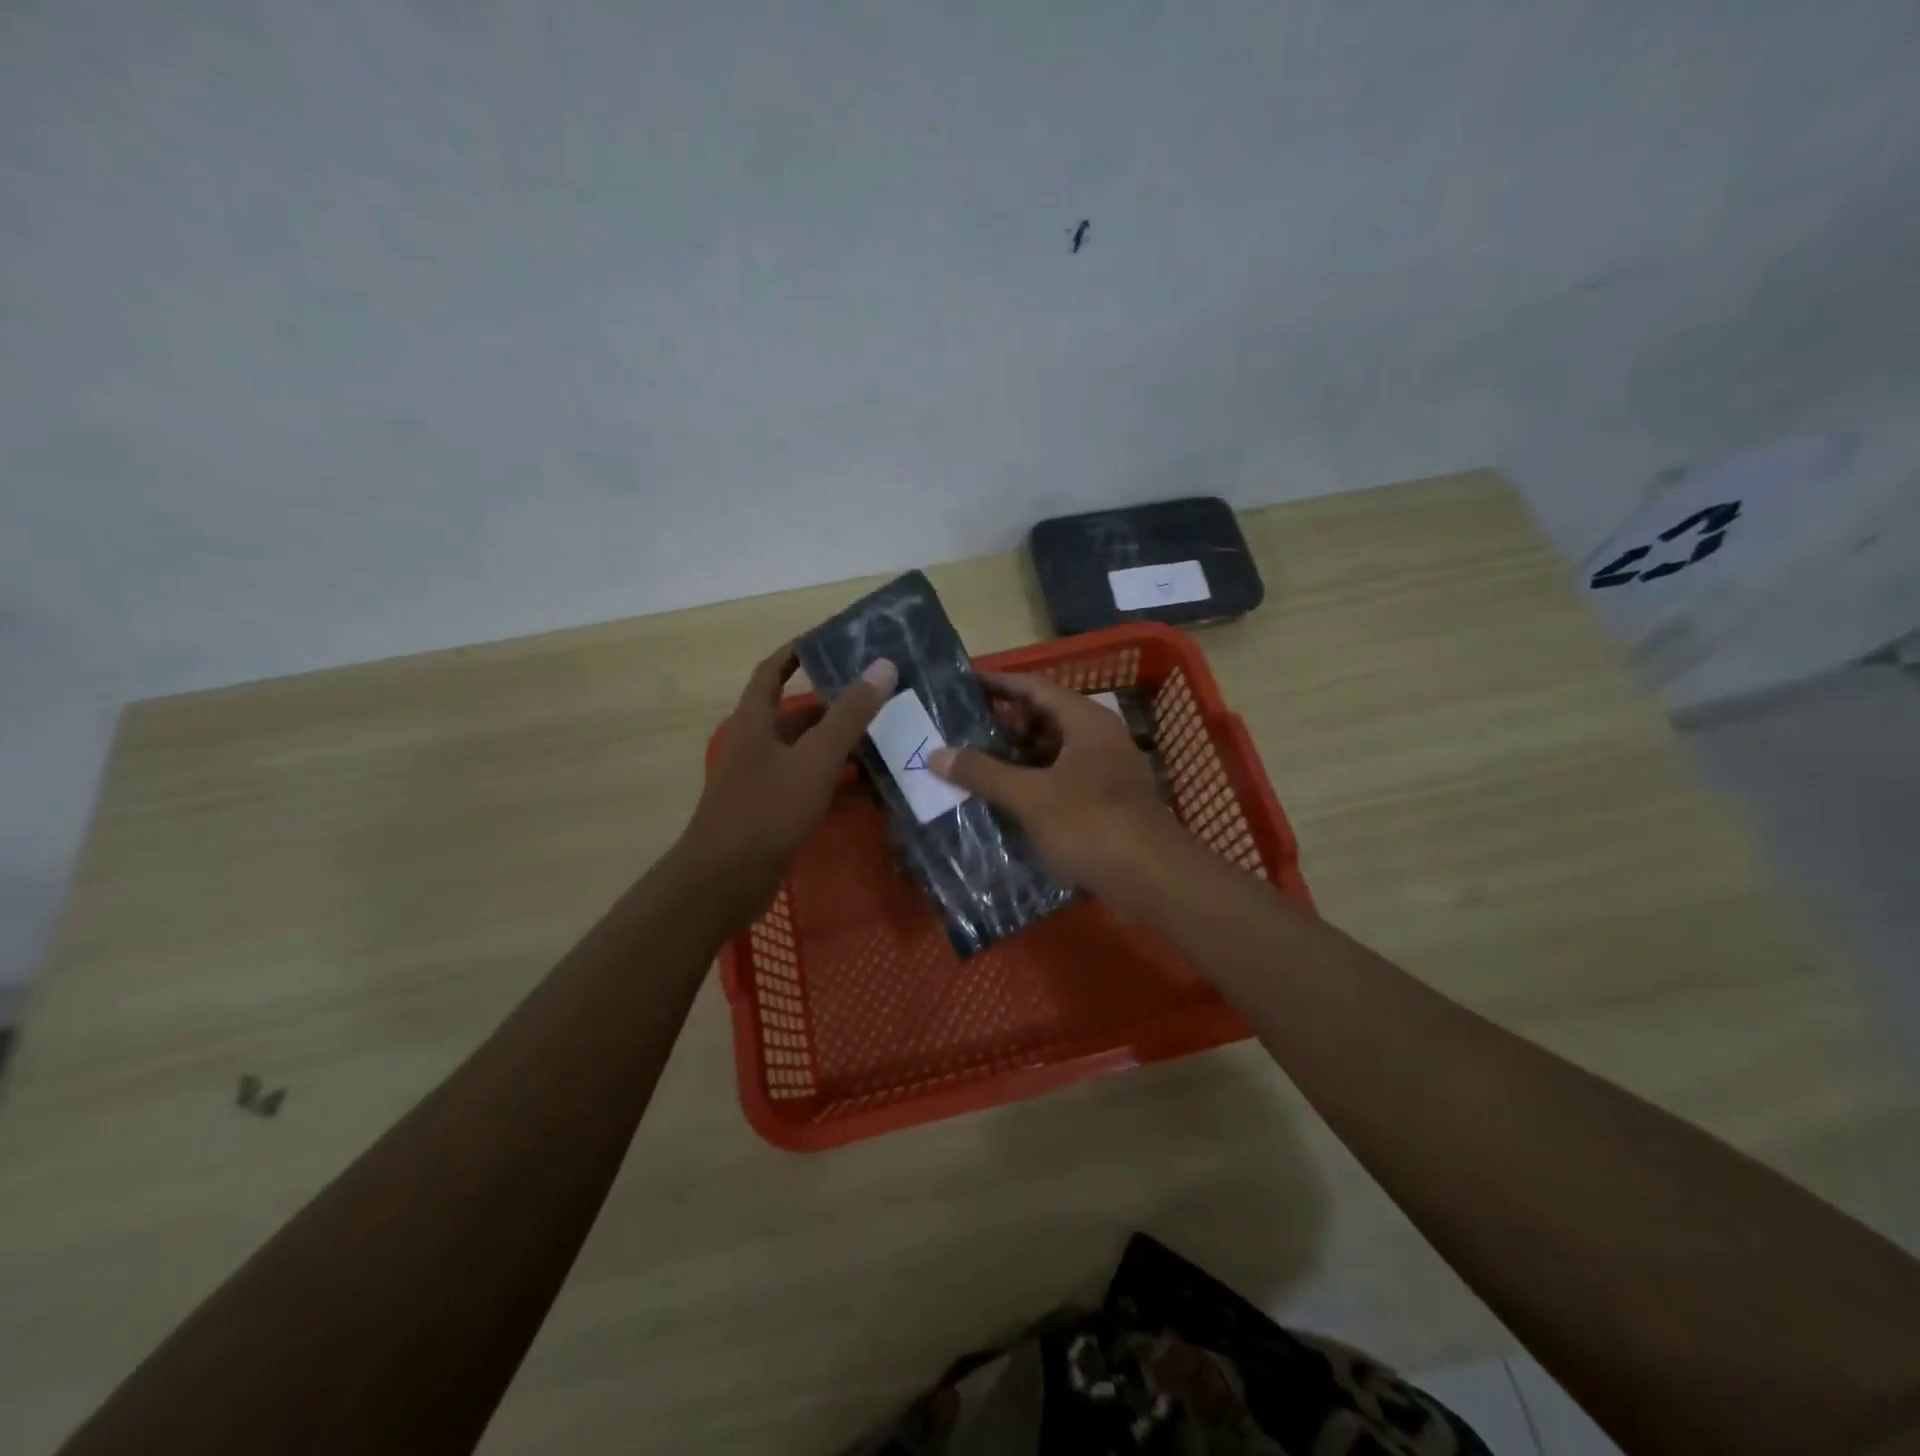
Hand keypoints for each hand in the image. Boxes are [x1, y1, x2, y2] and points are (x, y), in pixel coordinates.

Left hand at [681, 643, 897, 921]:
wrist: (725, 881)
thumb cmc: (767, 811)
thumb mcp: (815, 759)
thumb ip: (850, 715)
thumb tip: (882, 666)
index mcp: (755, 722)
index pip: (772, 671)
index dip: (797, 652)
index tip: (831, 640)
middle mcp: (755, 745)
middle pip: (794, 714)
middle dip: (833, 703)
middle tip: (877, 695)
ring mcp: (762, 781)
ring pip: (805, 751)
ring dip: (838, 743)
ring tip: (883, 736)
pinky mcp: (771, 811)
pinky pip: (808, 783)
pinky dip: (834, 779)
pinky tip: (867, 785)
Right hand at [930, 671, 1180, 904]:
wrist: (1152, 878)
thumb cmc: (1090, 824)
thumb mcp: (1031, 796)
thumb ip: (984, 772)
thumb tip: (937, 754)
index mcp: (1085, 721)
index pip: (1035, 687)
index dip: (998, 683)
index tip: (963, 682)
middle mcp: (1098, 737)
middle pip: (1045, 716)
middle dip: (1004, 721)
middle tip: (961, 726)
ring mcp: (1104, 769)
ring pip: (1053, 750)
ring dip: (1017, 754)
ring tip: (975, 760)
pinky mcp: (1105, 800)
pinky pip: (1061, 777)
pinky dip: (1033, 780)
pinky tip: (1005, 795)